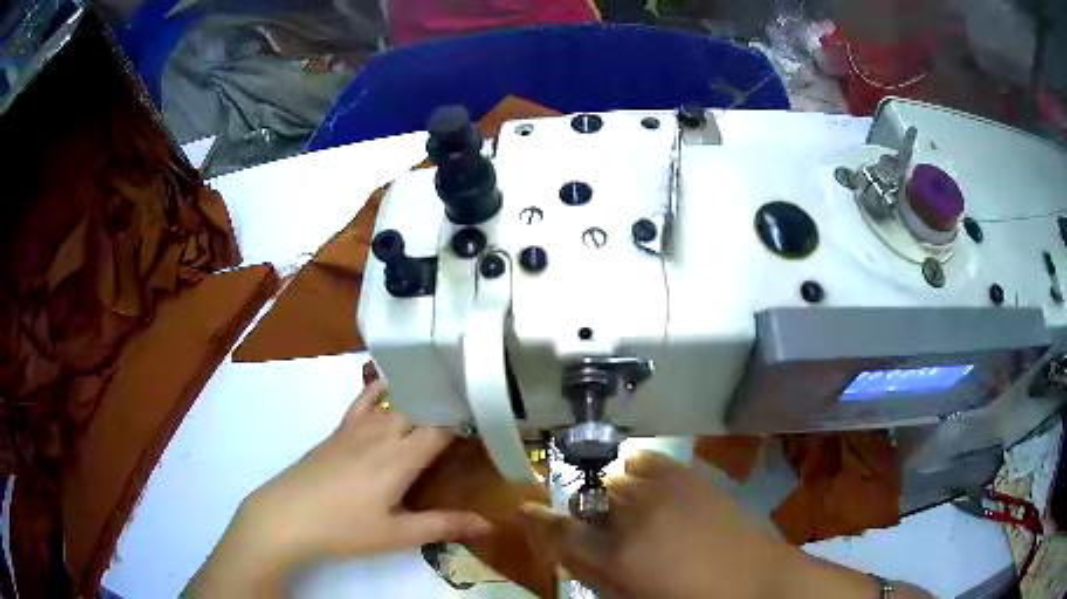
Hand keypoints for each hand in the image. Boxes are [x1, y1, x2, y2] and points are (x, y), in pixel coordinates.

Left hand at [186, 382, 491, 595]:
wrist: (287, 516)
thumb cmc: (345, 529)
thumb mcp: (397, 535)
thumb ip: (443, 526)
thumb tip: (490, 525)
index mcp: (400, 459)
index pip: (441, 427)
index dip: (466, 419)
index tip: (488, 417)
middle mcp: (382, 434)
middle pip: (420, 407)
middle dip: (447, 404)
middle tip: (472, 408)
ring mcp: (357, 428)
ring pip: (396, 400)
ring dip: (421, 395)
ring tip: (444, 391)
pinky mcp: (339, 431)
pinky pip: (363, 399)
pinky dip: (381, 388)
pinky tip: (391, 384)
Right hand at [518, 451, 907, 598]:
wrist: (760, 582)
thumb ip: (596, 575)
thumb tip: (574, 555)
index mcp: (619, 554)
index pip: (561, 530)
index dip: (538, 519)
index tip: (523, 508)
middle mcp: (636, 513)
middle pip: (592, 497)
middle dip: (591, 512)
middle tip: (609, 532)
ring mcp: (667, 488)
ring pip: (620, 474)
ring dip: (618, 492)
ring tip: (636, 511)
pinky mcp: (693, 476)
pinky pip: (650, 459)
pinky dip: (642, 470)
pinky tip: (654, 489)